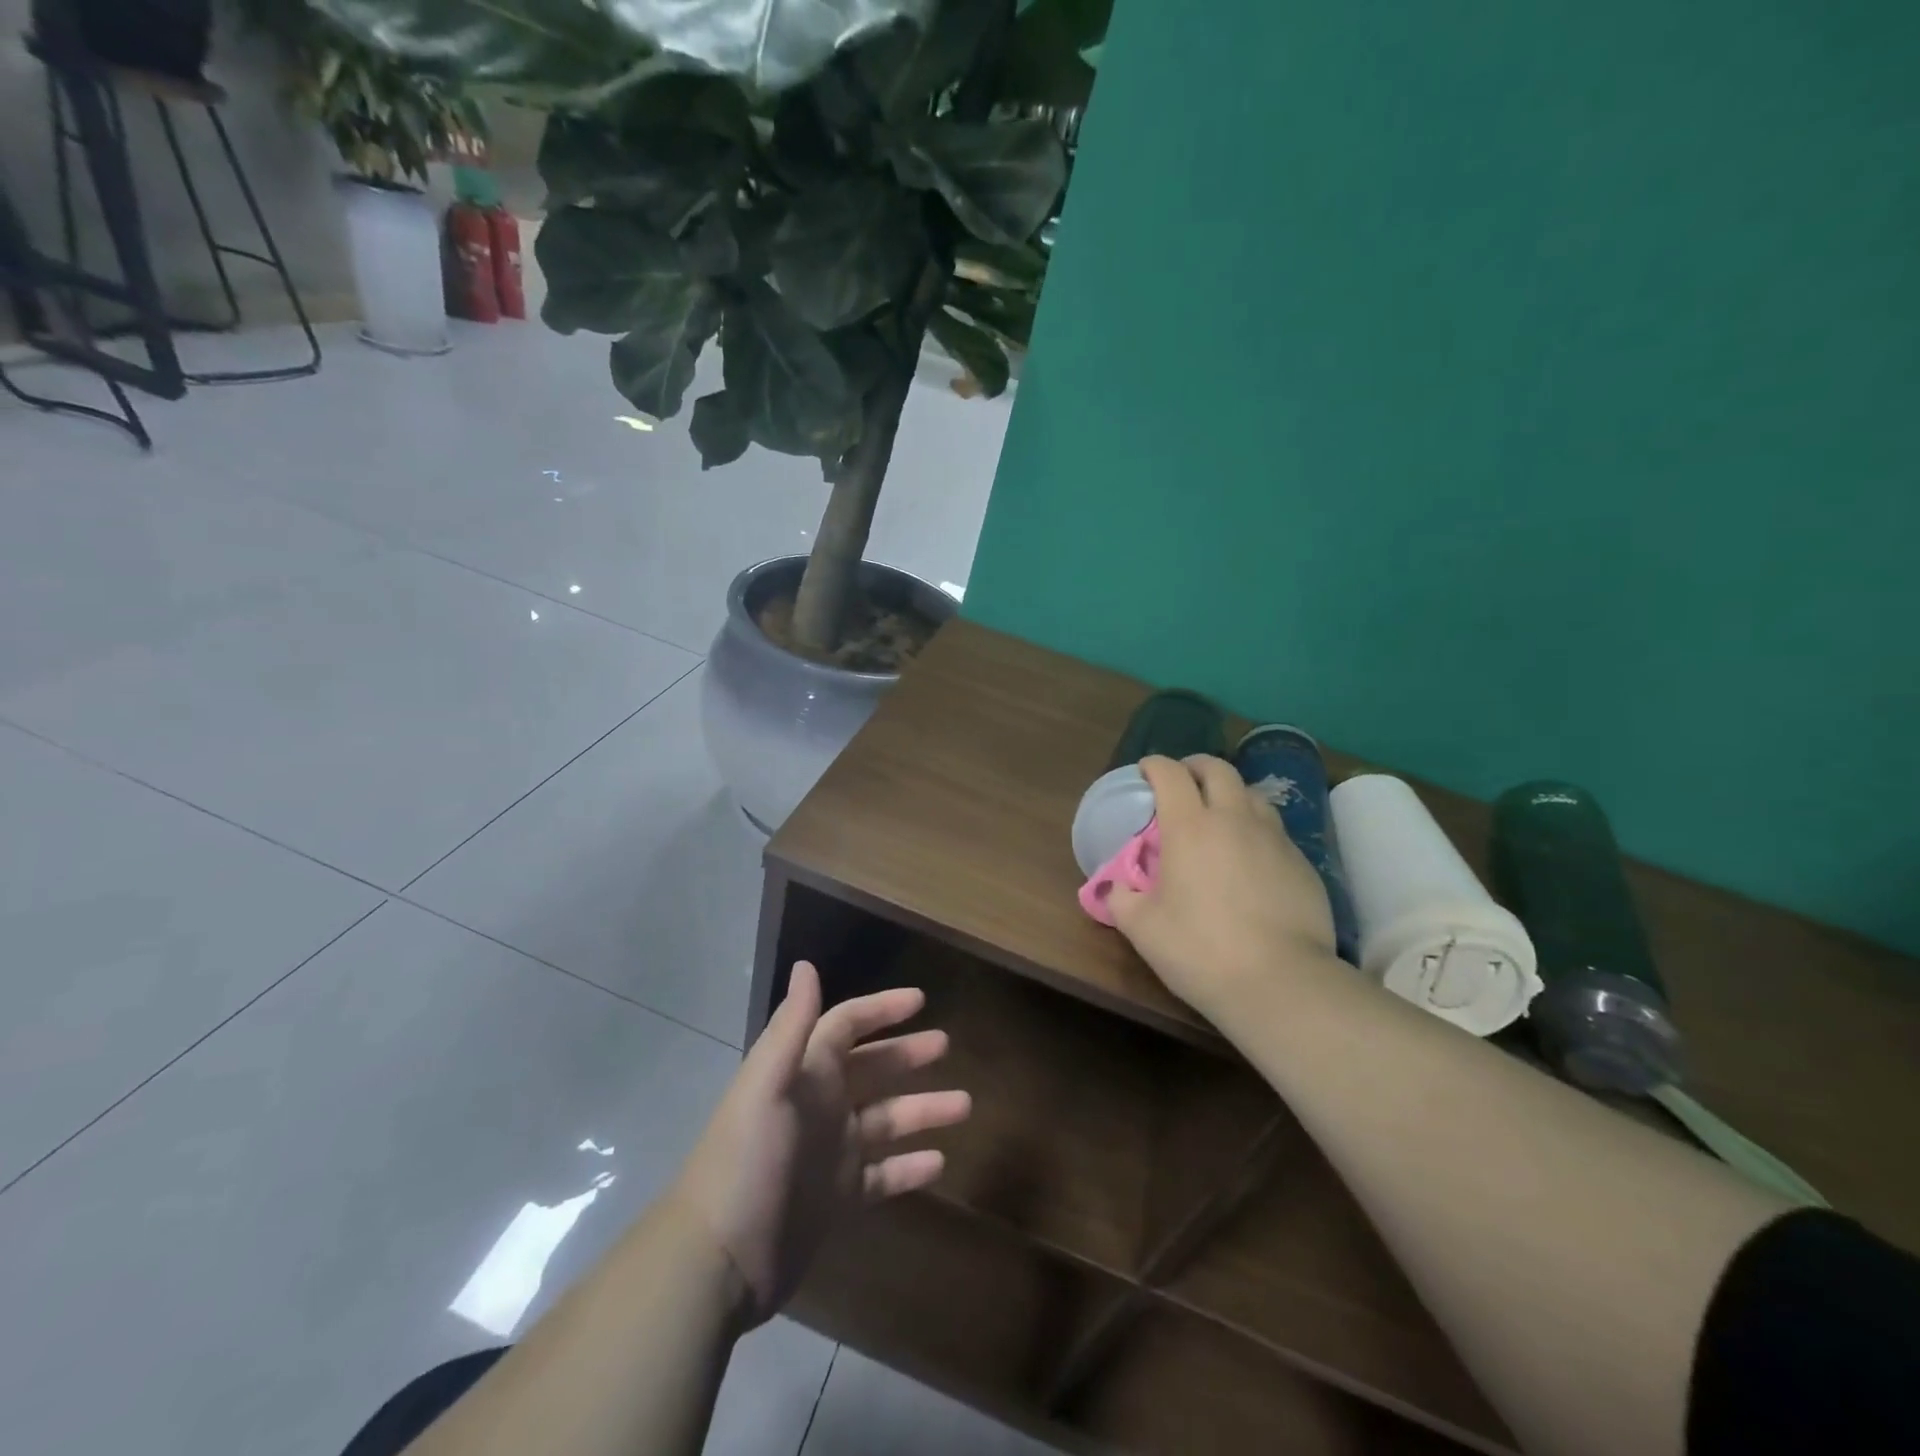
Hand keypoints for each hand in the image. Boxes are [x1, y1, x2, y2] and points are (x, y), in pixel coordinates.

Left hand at [671, 962, 970, 1325]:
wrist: (718, 1261)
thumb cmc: (747, 1162)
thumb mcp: (767, 1088)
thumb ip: (792, 1028)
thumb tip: (806, 964)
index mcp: (805, 1073)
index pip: (846, 1025)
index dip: (880, 1009)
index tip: (921, 1000)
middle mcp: (821, 1105)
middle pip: (873, 1068)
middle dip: (908, 1054)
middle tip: (947, 1044)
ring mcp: (832, 1153)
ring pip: (888, 1120)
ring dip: (924, 1110)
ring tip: (964, 1104)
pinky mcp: (839, 1198)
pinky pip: (885, 1175)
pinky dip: (911, 1167)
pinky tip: (940, 1162)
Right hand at [1108, 755, 1336, 1016]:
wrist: (1281, 982)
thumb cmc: (1200, 950)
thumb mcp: (1142, 929)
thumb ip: (1122, 899)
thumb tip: (1117, 887)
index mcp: (1189, 826)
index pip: (1170, 774)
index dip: (1154, 766)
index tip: (1145, 772)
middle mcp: (1234, 819)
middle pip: (1218, 769)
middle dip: (1195, 767)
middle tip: (1183, 782)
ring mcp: (1274, 838)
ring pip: (1252, 794)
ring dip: (1231, 794)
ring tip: (1220, 815)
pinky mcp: (1303, 863)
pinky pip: (1275, 830)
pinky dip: (1256, 829)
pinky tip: (1251, 857)